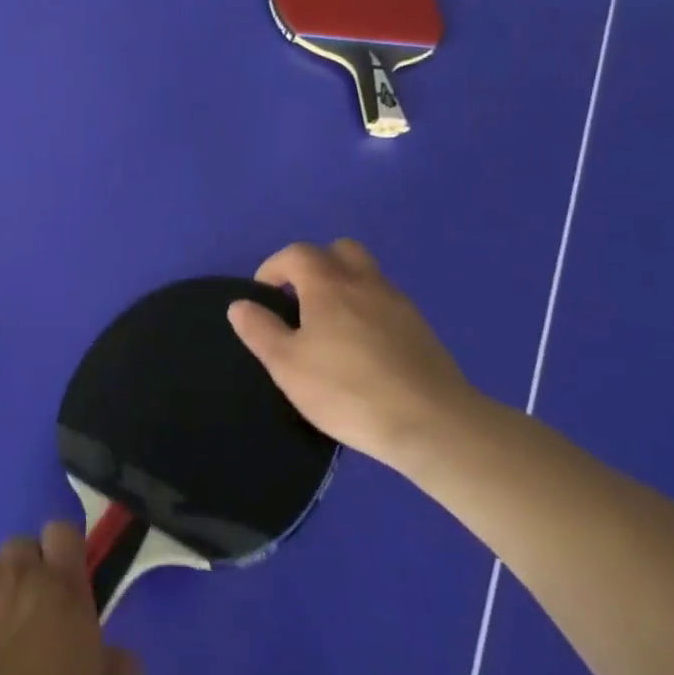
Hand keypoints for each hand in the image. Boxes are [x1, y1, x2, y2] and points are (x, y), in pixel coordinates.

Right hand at [227, 240, 483, 470]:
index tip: (265, 297)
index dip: (274, 268)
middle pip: (340, 250)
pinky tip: (362, 350)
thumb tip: (240, 304)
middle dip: (315, 265)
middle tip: (301, 300)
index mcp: (328, 285)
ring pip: (367, 275)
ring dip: (344, 286)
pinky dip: (368, 311)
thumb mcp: (287, 365)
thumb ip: (260, 330)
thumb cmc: (347, 390)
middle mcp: (365, 283)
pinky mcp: (422, 330)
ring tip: (330, 327)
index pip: (296, 253)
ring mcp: (399, 305)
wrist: (433, 424)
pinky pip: (387, 303)